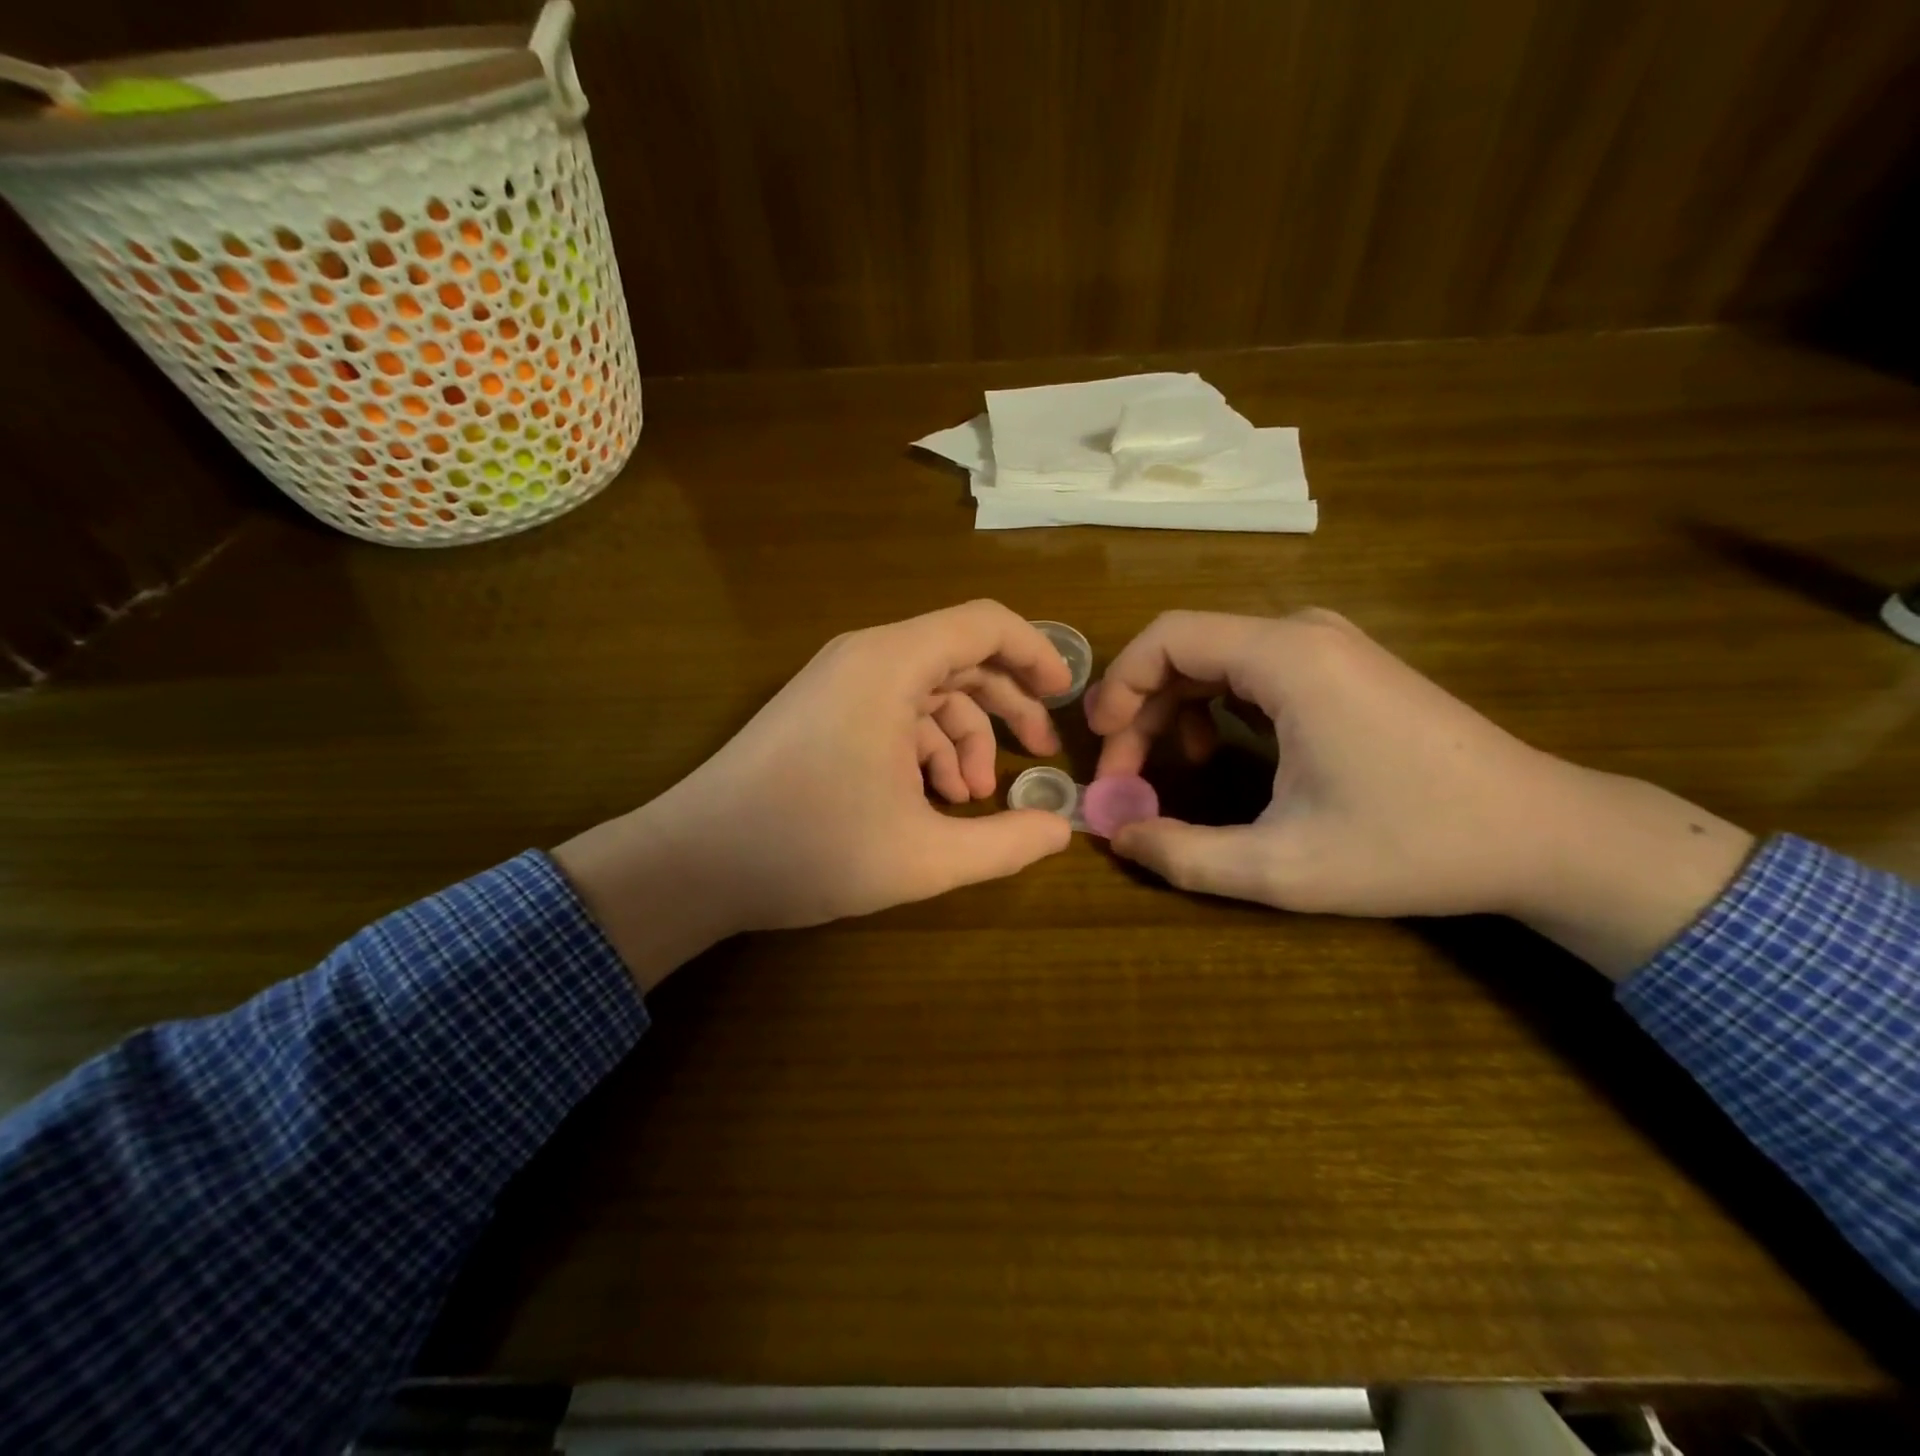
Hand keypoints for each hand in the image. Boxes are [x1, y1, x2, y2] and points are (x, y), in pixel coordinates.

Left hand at [554, 600, 1073, 988]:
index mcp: (892, 664)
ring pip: (927, 692)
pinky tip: (930, 802)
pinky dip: (922, 749)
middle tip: (1038, 755)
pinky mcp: (821, 712)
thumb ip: (1005, 843)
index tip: (1066, 695)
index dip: (1036, 652)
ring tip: (970, 800)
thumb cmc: (811, 848)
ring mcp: (838, 684)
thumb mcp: (925, 856)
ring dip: (961, 740)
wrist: (694, 862)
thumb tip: (1061, 829)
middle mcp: (866, 658)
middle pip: (960, 658)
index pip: (984, 624)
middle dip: (1006, 706)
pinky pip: (892, 713)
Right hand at [1086, 609, 1754, 978]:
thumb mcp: (1283, 867)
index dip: (1118, 685)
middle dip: (1141, 707)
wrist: (1542, 833)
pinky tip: (1220, 753)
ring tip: (1170, 769)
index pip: (1167, 636)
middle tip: (1126, 773)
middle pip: (1187, 646)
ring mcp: (1329, 645)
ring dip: (1176, 708)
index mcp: (1286, 660)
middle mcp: (1303, 633)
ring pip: (1216, 657)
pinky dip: (1216, 705)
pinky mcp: (1344, 666)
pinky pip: (1252, 668)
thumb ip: (1184, 855)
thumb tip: (1116, 836)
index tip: (1101, 745)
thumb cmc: (1412, 845)